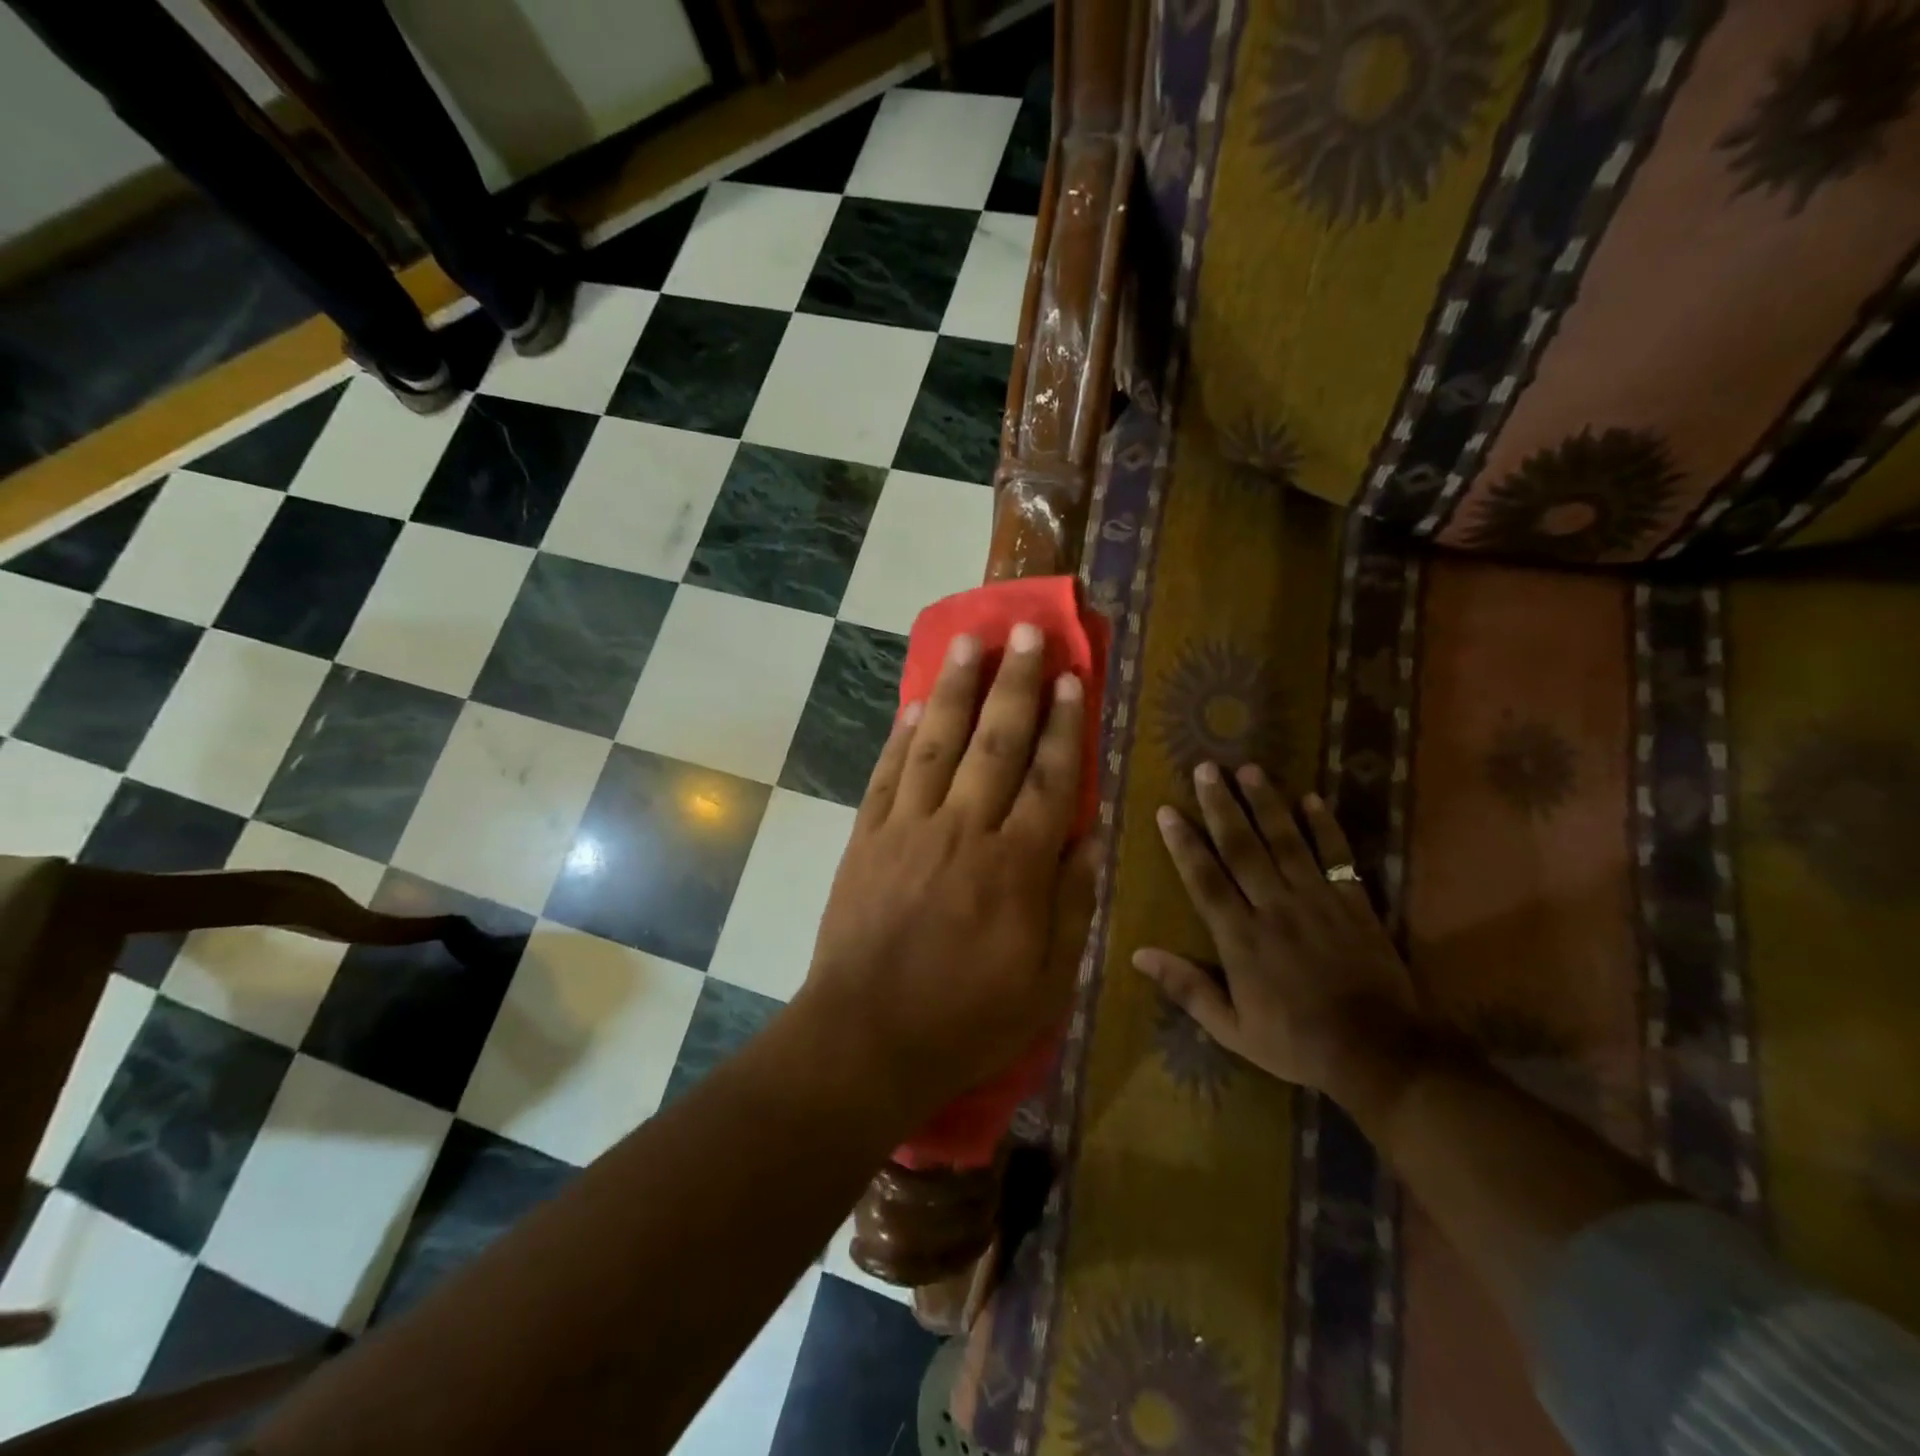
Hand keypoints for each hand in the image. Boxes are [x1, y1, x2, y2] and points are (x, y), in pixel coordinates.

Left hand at [801, 625, 1098, 1119]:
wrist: (866, 1038)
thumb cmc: (966, 1020)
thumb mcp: (1046, 983)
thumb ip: (1072, 905)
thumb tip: (1091, 837)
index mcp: (1015, 866)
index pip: (1048, 778)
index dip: (1063, 725)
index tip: (1072, 679)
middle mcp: (963, 830)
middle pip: (996, 743)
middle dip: (1015, 683)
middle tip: (1026, 632)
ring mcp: (908, 828)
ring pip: (938, 743)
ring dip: (957, 688)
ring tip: (971, 641)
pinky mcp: (867, 837)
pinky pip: (888, 773)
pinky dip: (903, 735)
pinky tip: (916, 704)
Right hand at [1133, 764, 1416, 1109]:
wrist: (1377, 1053)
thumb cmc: (1295, 1042)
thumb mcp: (1232, 1029)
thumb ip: (1187, 988)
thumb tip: (1138, 954)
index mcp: (1241, 938)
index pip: (1205, 880)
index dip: (1184, 844)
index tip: (1168, 811)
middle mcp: (1275, 908)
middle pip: (1242, 848)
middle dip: (1221, 806)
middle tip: (1206, 769)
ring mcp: (1317, 901)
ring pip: (1286, 842)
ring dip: (1266, 803)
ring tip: (1249, 769)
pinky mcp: (1354, 903)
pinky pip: (1337, 856)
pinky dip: (1325, 827)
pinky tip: (1312, 798)